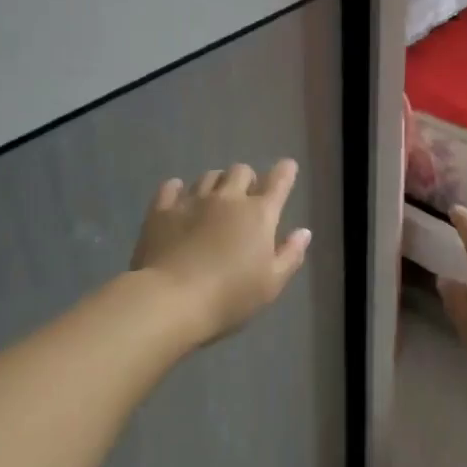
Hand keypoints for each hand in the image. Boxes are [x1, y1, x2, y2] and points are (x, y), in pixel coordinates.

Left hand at [131, 161, 311, 345]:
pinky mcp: (162, 209)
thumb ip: (290, 255)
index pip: (278, 182)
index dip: (285, 172)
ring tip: (213, 199)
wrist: (171, 300)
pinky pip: (171, 187)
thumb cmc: (229, 297)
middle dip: (247, 179)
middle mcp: (227, 198)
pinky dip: (178, 189)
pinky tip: (178, 197)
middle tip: (245, 196)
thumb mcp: (271, 284)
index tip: (287, 167)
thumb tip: (303, 232)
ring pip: (208, 176)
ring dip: (216, 183)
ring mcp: (192, 200)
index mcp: (259, 215)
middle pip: (240, 171)